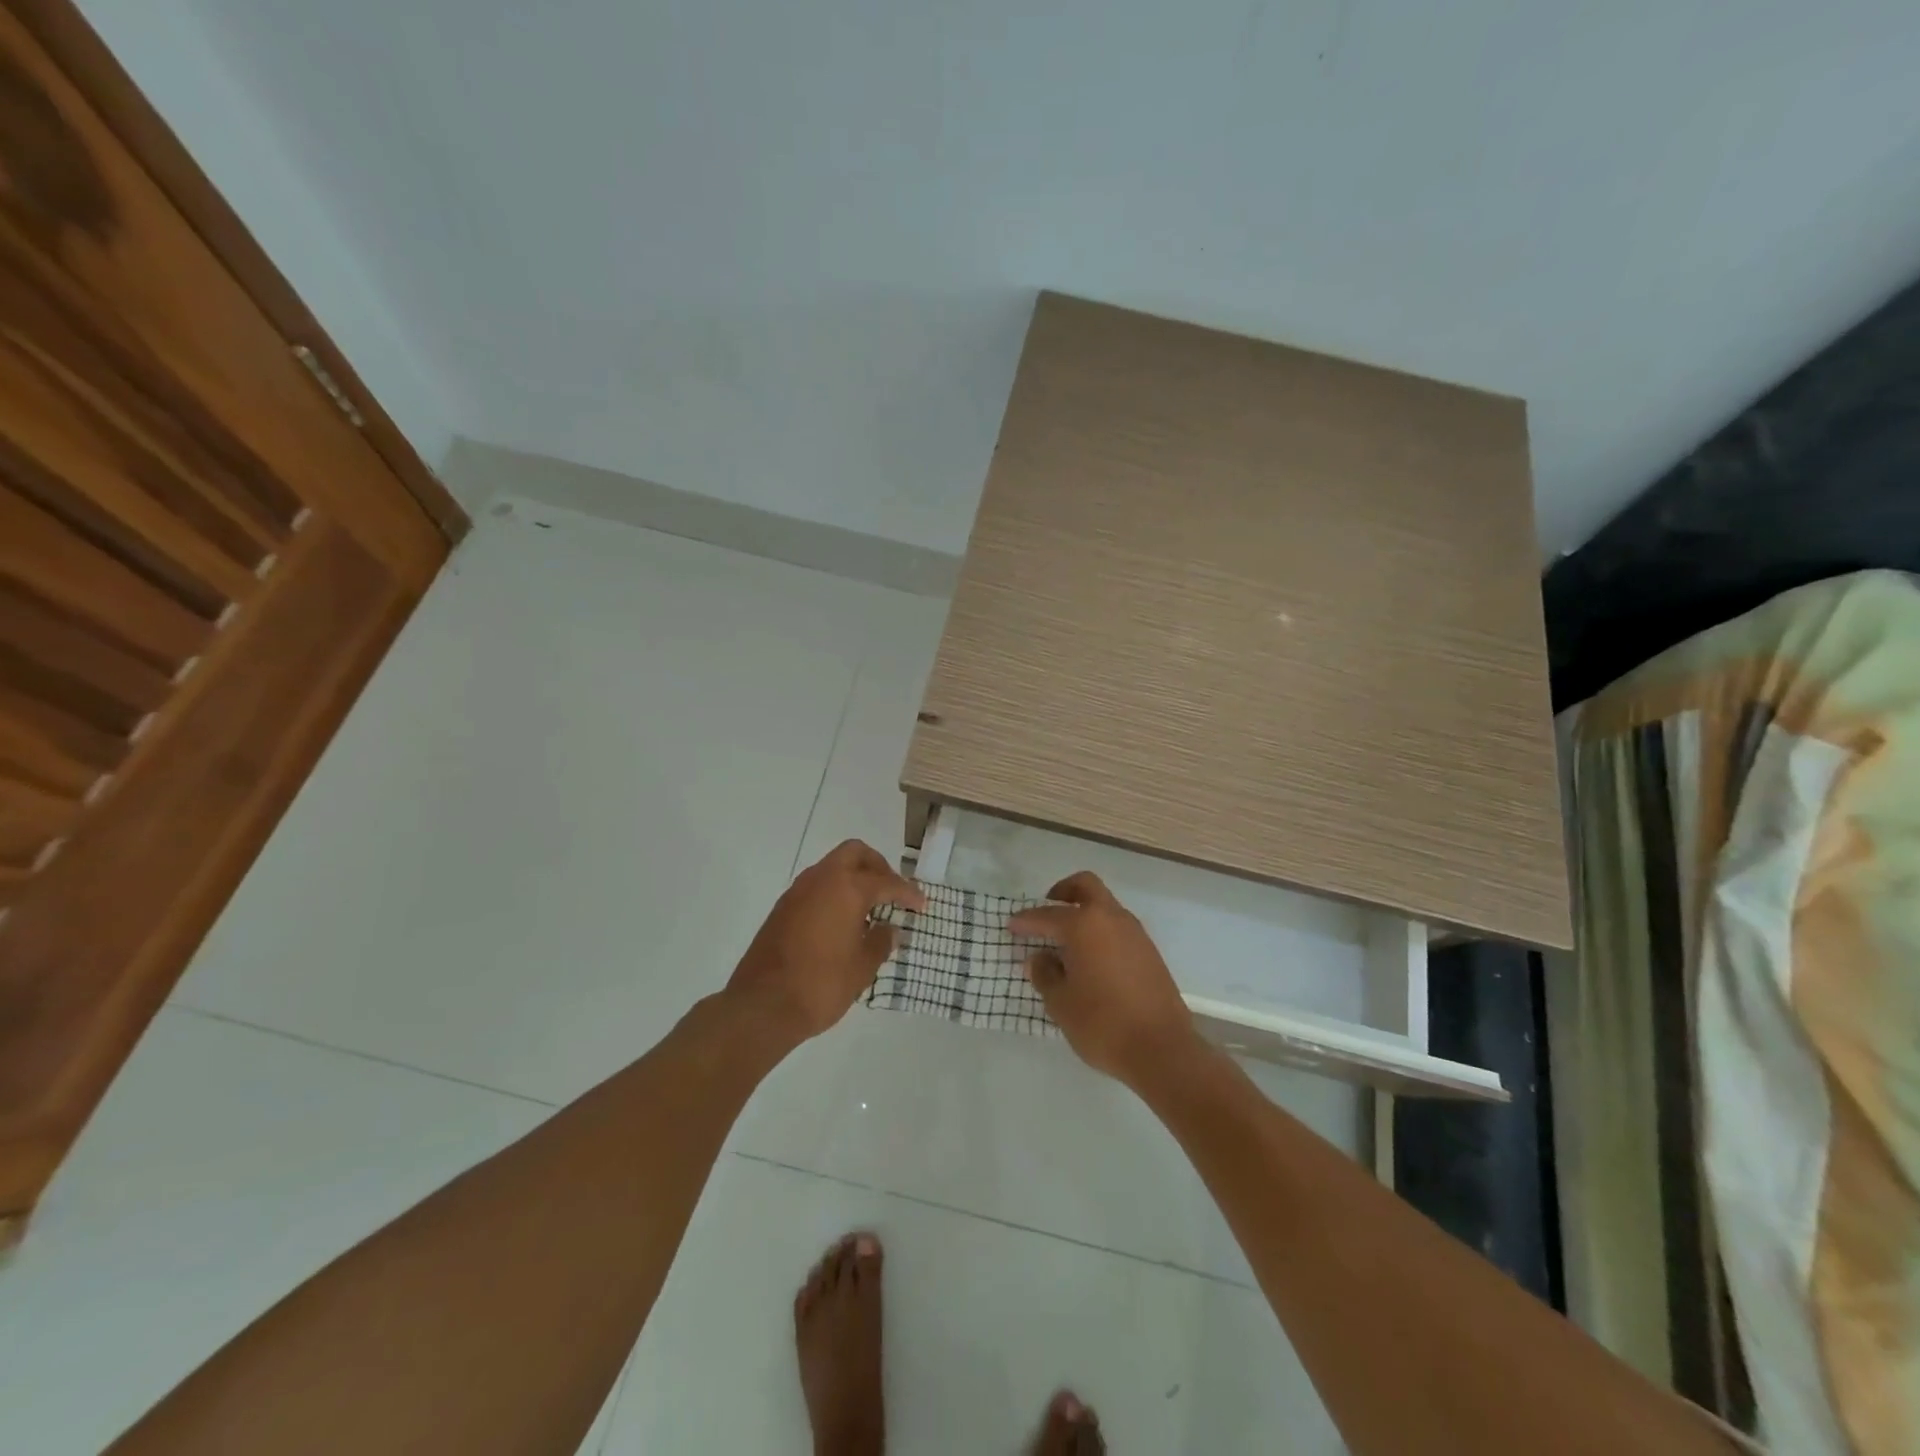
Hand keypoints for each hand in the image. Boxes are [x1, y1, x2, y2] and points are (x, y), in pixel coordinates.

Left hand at [727, 840, 925, 1042]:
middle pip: (855, 854)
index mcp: (846, 888)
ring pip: (832, 867)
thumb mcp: (862, 967)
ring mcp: (797, 892)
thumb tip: (889, 930)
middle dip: (877, 867)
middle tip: (891, 892)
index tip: (921, 906)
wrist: (762, 1006)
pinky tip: (842, 922)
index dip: (907, 893)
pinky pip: (815, 887)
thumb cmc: (822, 984)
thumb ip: (880, 942)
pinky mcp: (782, 909)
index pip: (886, 882)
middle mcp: (821, 880)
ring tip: (869, 909)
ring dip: (853, 878)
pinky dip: (833, 893)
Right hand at [1008, 872, 1201, 1088]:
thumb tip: (1039, 958)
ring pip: (1105, 906)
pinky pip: (1118, 928)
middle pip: (1086, 886)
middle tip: (1047, 910)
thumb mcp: (1061, 1003)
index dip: (1026, 920)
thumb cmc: (1102, 1024)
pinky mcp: (1150, 952)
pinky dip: (1101, 931)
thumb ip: (1045, 974)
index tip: (1011, 926)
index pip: (1047, 915)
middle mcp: (1111, 919)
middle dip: (1063, 892)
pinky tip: (1091, 959)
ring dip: (1085, 912)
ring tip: (1066, 941)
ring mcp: (1135, 933)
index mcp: (1084, 925)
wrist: (1162, 1049)